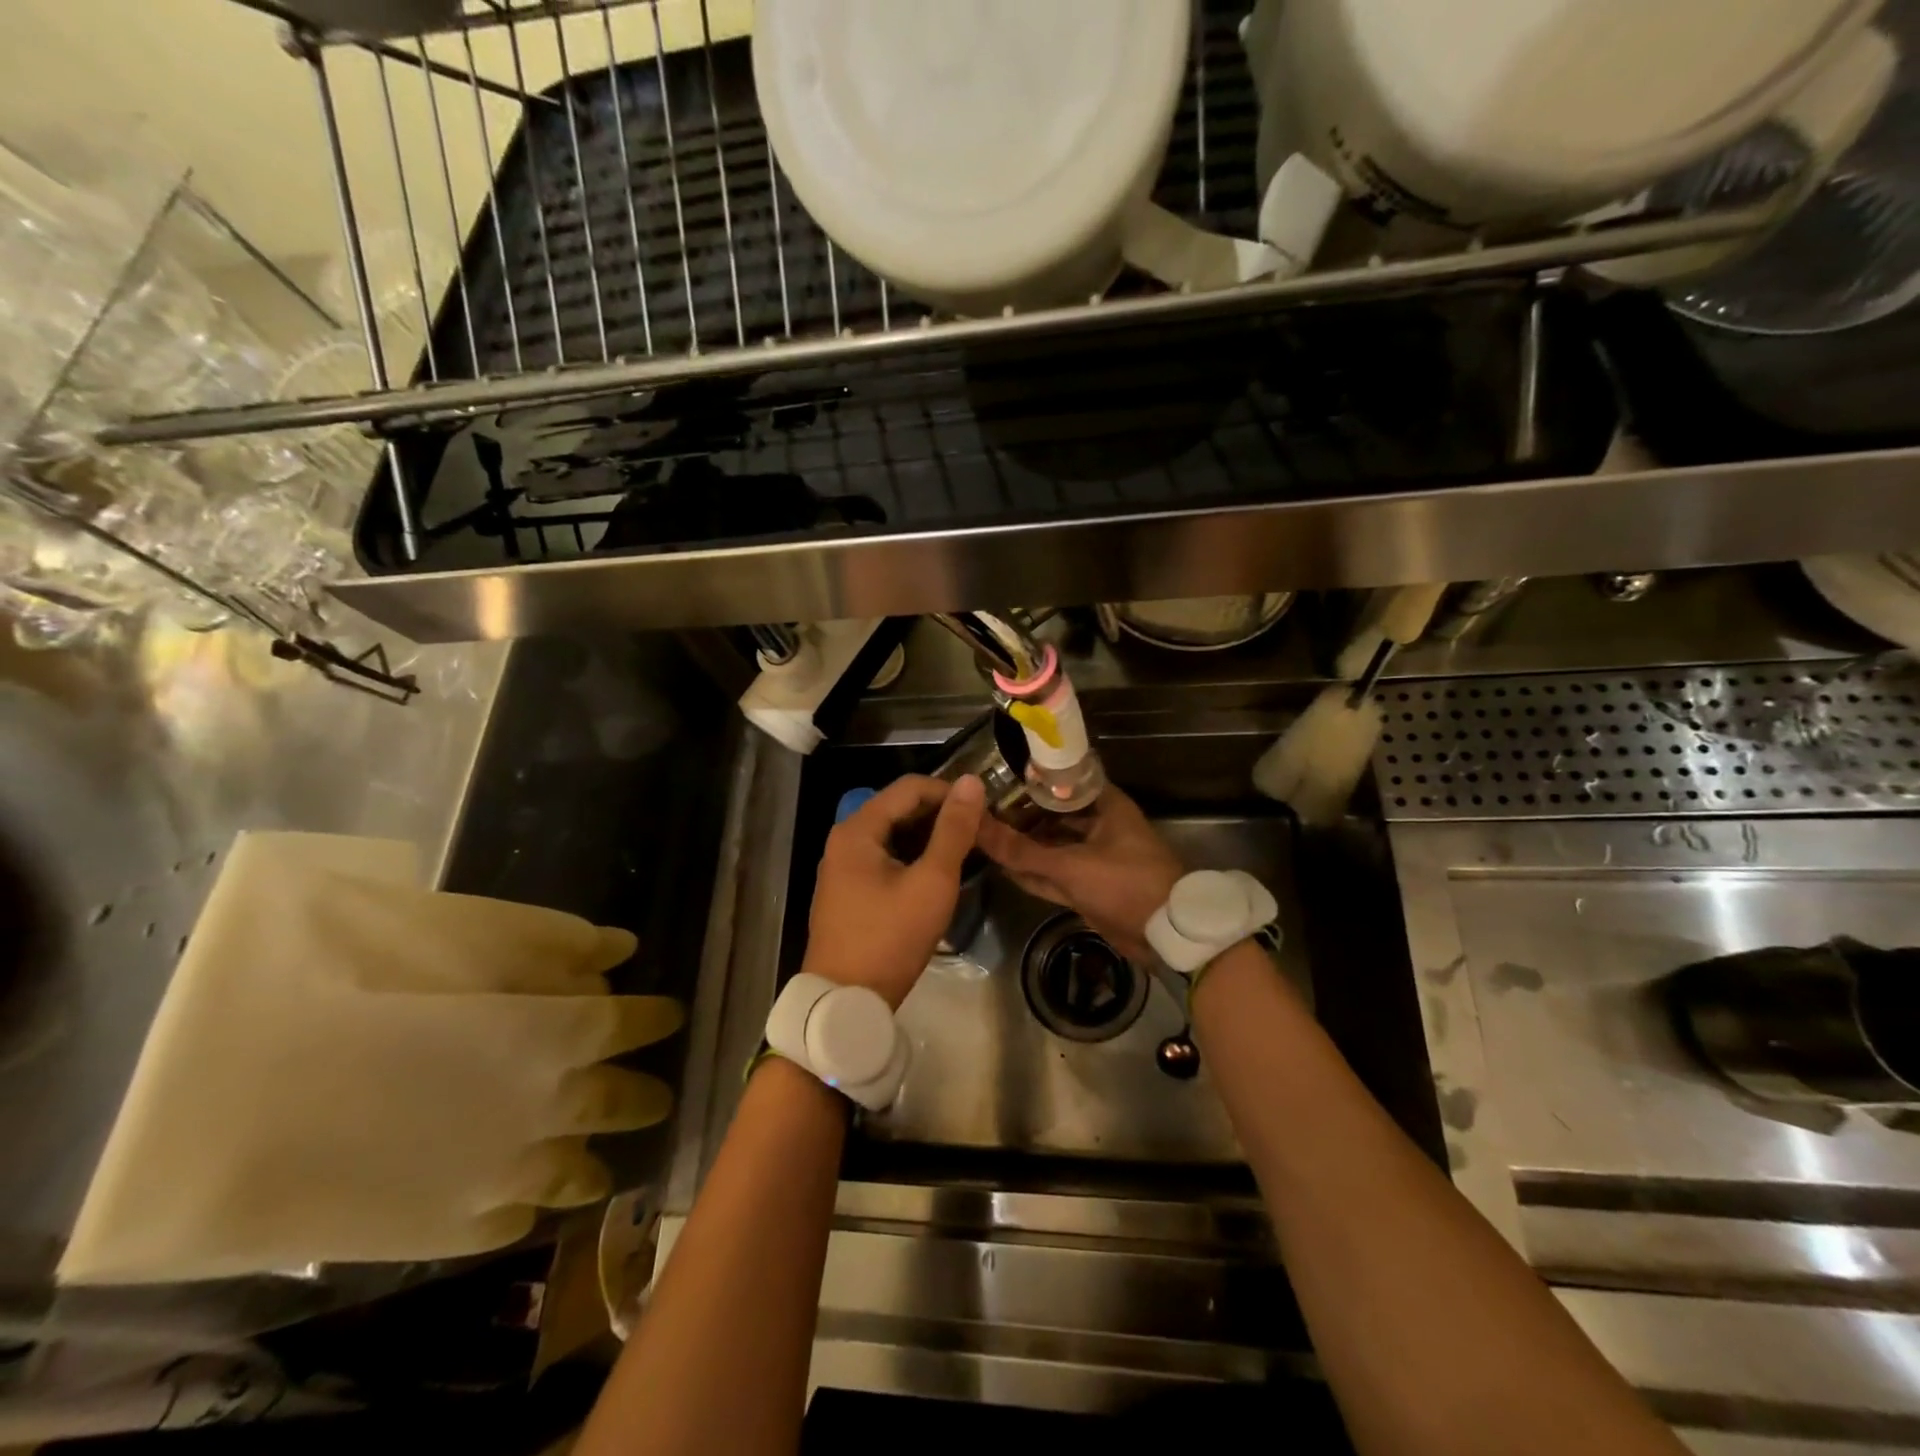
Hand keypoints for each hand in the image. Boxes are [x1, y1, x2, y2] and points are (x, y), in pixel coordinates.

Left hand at [803, 773, 985, 1008]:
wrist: (845, 1001)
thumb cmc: (890, 938)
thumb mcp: (931, 882)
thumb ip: (953, 830)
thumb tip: (972, 782)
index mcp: (857, 830)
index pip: (910, 788)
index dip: (950, 793)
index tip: (984, 812)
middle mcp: (844, 840)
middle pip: (899, 809)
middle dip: (940, 815)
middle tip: (979, 834)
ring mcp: (842, 867)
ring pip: (893, 835)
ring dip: (928, 838)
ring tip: (965, 852)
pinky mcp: (848, 891)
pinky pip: (884, 858)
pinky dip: (912, 858)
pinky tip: (936, 874)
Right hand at [975, 787, 1183, 962]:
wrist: (1166, 935)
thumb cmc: (1125, 883)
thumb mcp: (1070, 865)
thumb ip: (1022, 850)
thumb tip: (976, 827)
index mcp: (1106, 806)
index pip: (1061, 782)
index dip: (1029, 780)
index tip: (995, 779)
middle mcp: (1100, 826)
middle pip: (1053, 815)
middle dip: (1021, 815)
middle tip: (982, 810)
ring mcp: (1094, 857)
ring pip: (1052, 847)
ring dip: (1025, 846)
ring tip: (985, 837)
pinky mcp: (1090, 886)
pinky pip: (1055, 874)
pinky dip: (1034, 873)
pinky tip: (1004, 867)